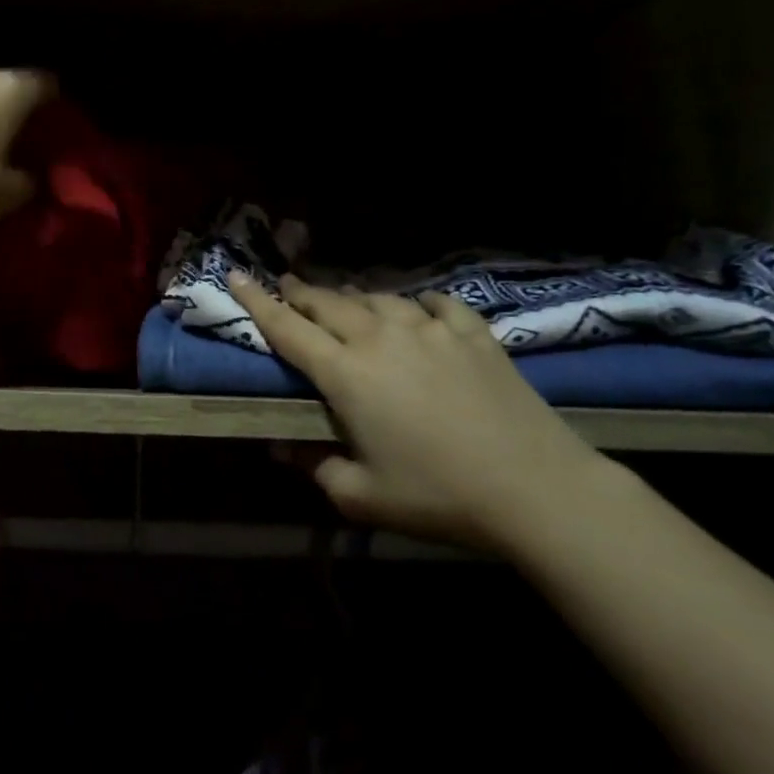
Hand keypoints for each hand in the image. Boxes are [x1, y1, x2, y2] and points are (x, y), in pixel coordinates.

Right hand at [231, 273, 603, 548]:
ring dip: (355, 298)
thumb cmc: (437, 495)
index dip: (258, 302)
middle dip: (302, 293)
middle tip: (287, 287)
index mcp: (346, 373)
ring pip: (379, 298)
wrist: (536, 489)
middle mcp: (381, 338)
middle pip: (329, 303)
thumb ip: (315, 468)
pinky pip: (437, 304)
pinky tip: (420, 309)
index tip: (237, 276)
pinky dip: (419, 304)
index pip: (288, 328)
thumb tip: (282, 449)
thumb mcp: (362, 497)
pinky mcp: (473, 334)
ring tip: (347, 302)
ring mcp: (430, 330)